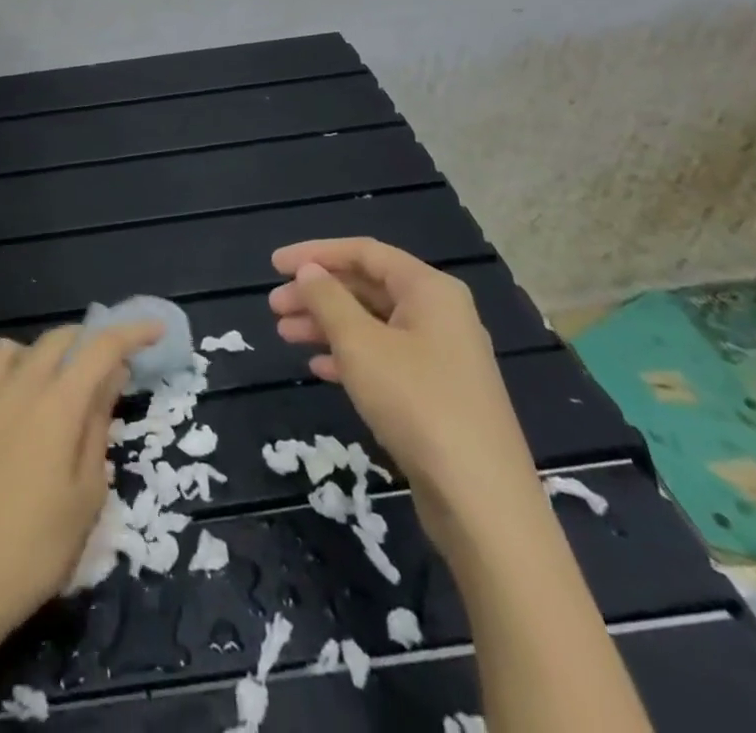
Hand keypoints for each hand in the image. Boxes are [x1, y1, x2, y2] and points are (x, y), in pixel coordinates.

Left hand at [0, 320, 163, 644]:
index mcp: (57, 404)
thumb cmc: (38, 547)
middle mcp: (17, 387)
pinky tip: (11, 417)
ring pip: (13, 349)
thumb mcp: (88, 493)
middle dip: (87, 341)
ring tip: (51, 385)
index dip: (131, 332)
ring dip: (40, 354)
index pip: (100, 348)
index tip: (153, 328)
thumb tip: (111, 375)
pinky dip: (7, 381)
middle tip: (105, 365)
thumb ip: (98, 424)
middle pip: (57, 339)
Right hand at [268, 237, 539, 543]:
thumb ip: (328, 300)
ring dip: (327, 325)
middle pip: (367, 288)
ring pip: (372, 324)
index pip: (364, 253)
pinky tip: (319, 369)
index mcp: (429, 290)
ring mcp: (441, 356)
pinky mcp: (437, 394)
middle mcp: (439, 314)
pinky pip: (384, 358)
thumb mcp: (360, 344)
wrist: (482, 501)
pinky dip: (349, 357)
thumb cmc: (416, 403)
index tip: (274, 265)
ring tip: (285, 335)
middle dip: (317, 294)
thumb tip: (309, 271)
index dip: (315, 254)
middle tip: (274, 308)